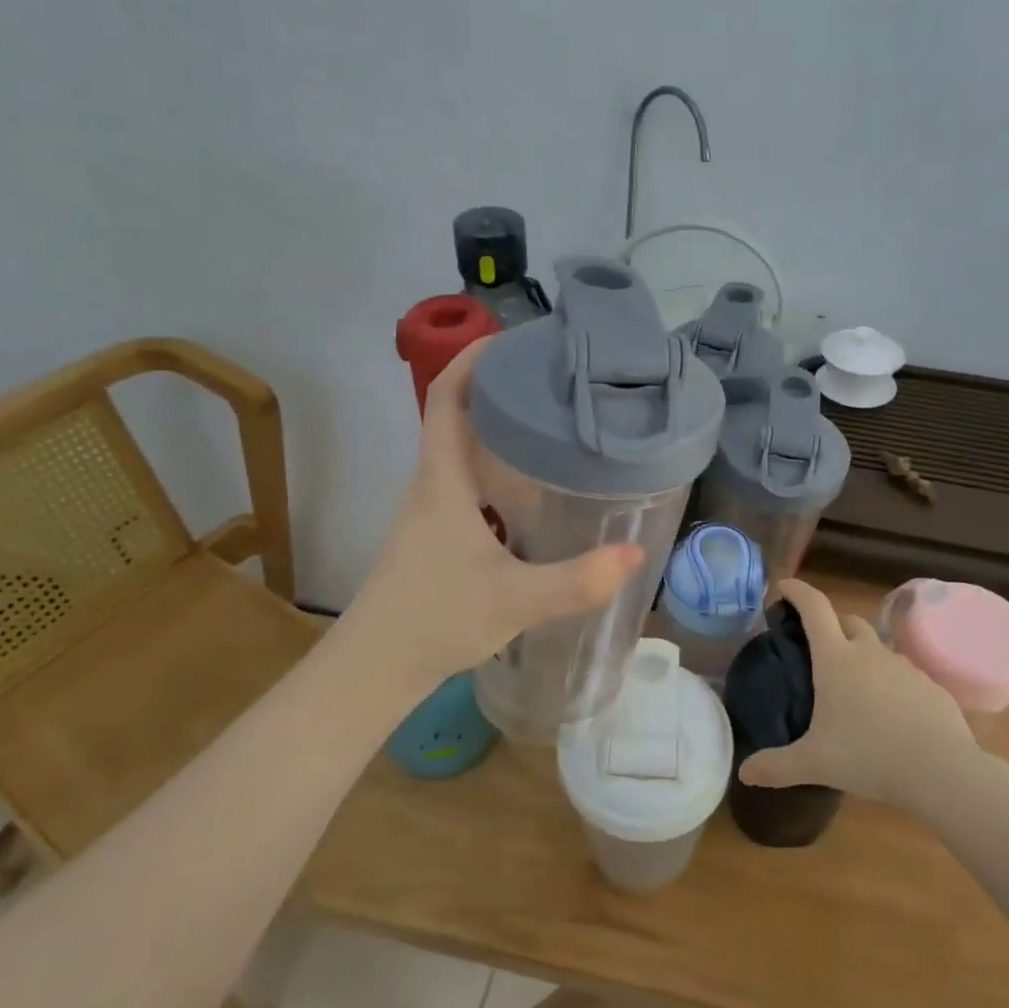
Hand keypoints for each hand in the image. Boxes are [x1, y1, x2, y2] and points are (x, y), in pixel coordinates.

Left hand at [351, 340, 642, 684]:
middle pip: (456, 414)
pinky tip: (531, 487)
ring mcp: (429, 511)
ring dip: (496, 427)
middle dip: (497, 387)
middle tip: (552, 378)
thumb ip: (575, 581)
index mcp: (441, 480)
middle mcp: (431, 485)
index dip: (471, 359)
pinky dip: (495, 466)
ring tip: (550, 420)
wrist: (374, 667)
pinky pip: (467, 481)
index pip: (445, 397)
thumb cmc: (434, 619)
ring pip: (462, 450)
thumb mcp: (513, 600)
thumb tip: (634, 553)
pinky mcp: (435, 535)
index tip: (512, 340)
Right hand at [738, 579, 980, 812]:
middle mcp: (869, 652)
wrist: (942, 770)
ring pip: (877, 648)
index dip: (797, 592)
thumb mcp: (815, 764)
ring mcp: (903, 666)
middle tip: (817, 649)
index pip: (814, 607)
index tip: (783, 588)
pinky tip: (888, 713)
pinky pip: (903, 674)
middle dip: (831, 625)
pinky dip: (890, 683)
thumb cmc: (868, 756)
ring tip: (853, 688)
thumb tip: (744, 773)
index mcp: (836, 659)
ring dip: (862, 656)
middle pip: (847, 621)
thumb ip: (776, 766)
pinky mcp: (930, 686)